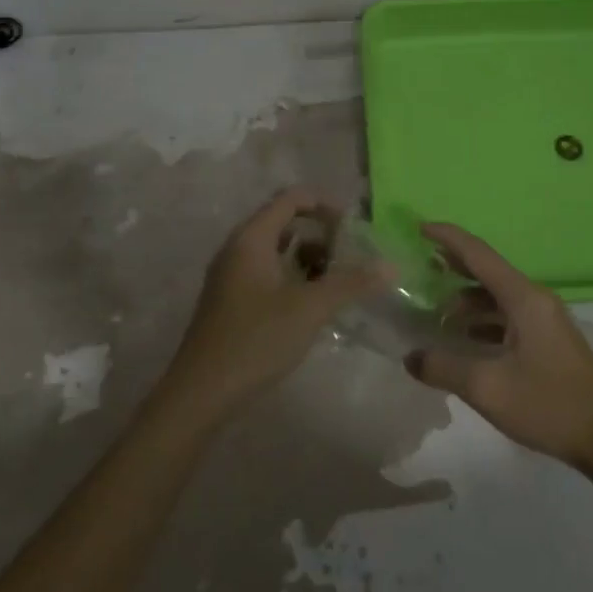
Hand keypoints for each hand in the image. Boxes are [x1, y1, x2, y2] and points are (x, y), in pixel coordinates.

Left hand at [160, 189, 381, 422]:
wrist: (202, 393)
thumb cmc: (256, 340)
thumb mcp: (309, 309)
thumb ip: (350, 283)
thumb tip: (390, 266)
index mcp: (251, 238)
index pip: (290, 199)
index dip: (324, 204)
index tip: (354, 226)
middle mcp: (237, 248)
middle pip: (283, 221)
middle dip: (319, 233)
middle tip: (349, 254)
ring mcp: (231, 275)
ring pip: (275, 250)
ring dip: (307, 257)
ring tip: (336, 280)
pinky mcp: (231, 300)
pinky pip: (266, 272)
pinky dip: (292, 276)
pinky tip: (312, 303)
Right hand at [405, 223, 592, 469]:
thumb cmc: (549, 405)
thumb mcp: (487, 388)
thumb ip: (443, 368)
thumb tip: (410, 357)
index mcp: (523, 298)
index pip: (478, 253)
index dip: (447, 237)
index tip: (419, 228)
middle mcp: (535, 299)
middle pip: (487, 270)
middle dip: (453, 266)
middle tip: (419, 267)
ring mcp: (545, 319)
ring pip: (497, 296)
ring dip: (466, 300)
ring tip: (435, 313)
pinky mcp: (549, 340)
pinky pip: (508, 315)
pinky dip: (482, 319)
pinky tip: (464, 340)